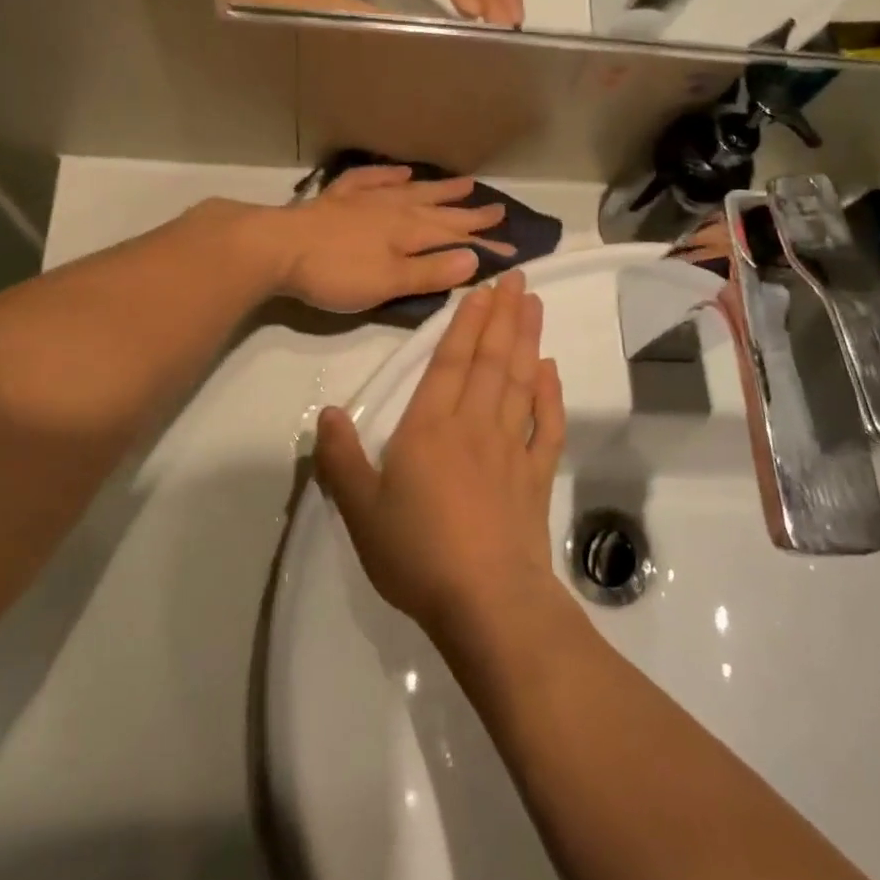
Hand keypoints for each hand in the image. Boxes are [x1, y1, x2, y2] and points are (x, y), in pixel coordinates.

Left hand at [271, 164, 511, 312]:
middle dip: (470, 213)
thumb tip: (475, 257)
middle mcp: (393, 210)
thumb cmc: (335, 273)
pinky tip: (401, 172)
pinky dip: (389, 175)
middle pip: (439, 210)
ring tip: (464, 183)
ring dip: (439, 189)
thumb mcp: (388, 283)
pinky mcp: (338, 199)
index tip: (513, 247)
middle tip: (498, 209)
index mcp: (408, 233)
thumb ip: (430, 272)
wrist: (277, 248)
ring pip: (412, 191)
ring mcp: (365, 200)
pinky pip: (371, 180)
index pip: (455, 237)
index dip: (484, 243)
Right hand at [314, 272, 565, 641]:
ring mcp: (511, 448)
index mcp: (430, 428)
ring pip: (521, 381)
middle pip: (491, 360)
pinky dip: (551, 395)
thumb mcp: (361, 510)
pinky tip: (551, 370)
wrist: (486, 600)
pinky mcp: (537, 475)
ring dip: (528, 340)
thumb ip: (342, 458)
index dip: (465, 323)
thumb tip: (328, 412)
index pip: (450, 362)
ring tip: (534, 305)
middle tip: (518, 278)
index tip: (482, 290)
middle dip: (503, 315)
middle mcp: (474, 425)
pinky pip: (547, 425)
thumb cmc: (417, 553)